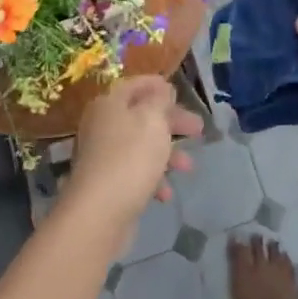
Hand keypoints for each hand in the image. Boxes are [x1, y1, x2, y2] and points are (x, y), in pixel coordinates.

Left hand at [61, 76, 203, 244]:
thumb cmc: (130, 157)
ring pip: (141, 145)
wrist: (99, 213)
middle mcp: (102, 125)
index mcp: (110, 103)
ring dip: (167, 154)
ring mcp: (102, 155)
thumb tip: (161, 89)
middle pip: (141, 116)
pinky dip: (153, 178)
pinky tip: (165, 194)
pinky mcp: (106, 183)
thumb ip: (160, 100)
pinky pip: (134, 171)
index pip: (136, 85)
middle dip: (171, 122)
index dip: (158, 85)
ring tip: (188, 167)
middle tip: (198, 130)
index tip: (179, 91)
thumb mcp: (152, 120)